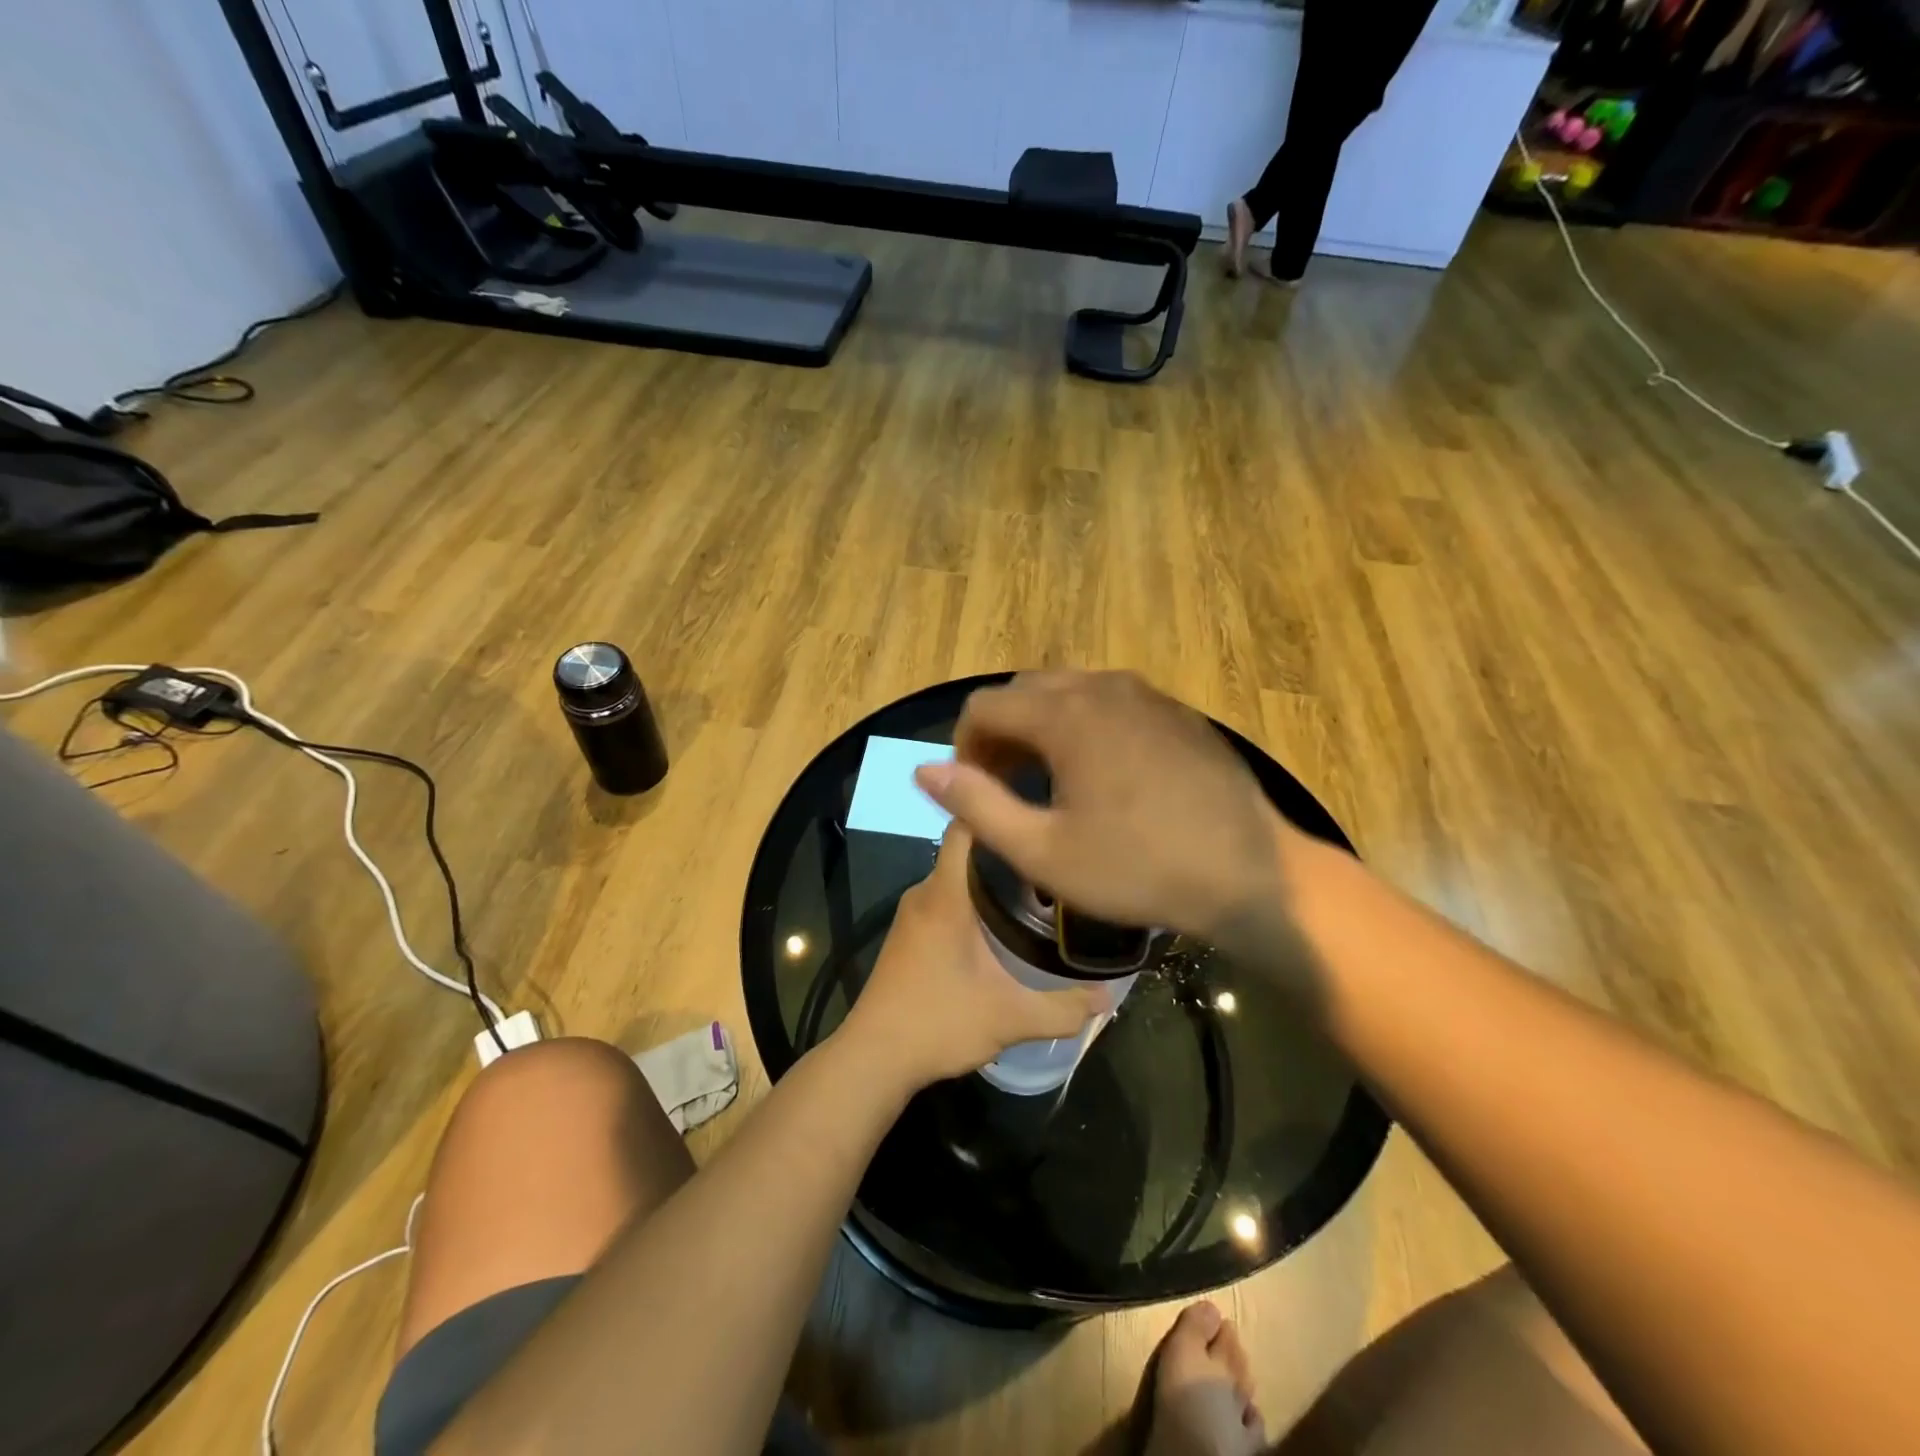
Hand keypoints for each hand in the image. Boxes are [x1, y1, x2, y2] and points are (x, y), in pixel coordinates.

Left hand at [839, 822, 1108, 1090]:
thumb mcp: (1010, 1018)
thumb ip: (1063, 1008)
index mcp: (945, 894)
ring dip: (990, 878)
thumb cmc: (937, 1023)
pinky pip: (945, 898)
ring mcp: (912, 913)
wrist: (873, 1058)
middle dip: (1008, 849)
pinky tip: (1002, 923)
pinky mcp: (908, 934)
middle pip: (967, 849)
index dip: (998, 808)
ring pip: (956, 876)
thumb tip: (1108, 996)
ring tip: (1038, 887)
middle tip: (1053, 857)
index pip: (966, 825)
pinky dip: (973, 899)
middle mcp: (925, 892)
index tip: (1037, 807)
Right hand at [913, 671, 1295, 948]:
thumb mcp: (1043, 850)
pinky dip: (1085, 726)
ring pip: (1070, 692)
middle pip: (1025, 691)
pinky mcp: (1178, 713)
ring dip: (1042, 727)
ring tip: (1049, 781)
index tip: (974, 790)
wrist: (1251, 874)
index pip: (985, 704)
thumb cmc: (1139, 867)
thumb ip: (977, 805)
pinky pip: (1112, 703)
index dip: (964, 746)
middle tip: (1005, 786)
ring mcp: (1147, 694)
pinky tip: (1104, 776)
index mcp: (1065, 713)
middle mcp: (1103, 686)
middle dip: (1001, 733)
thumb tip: (923, 771)